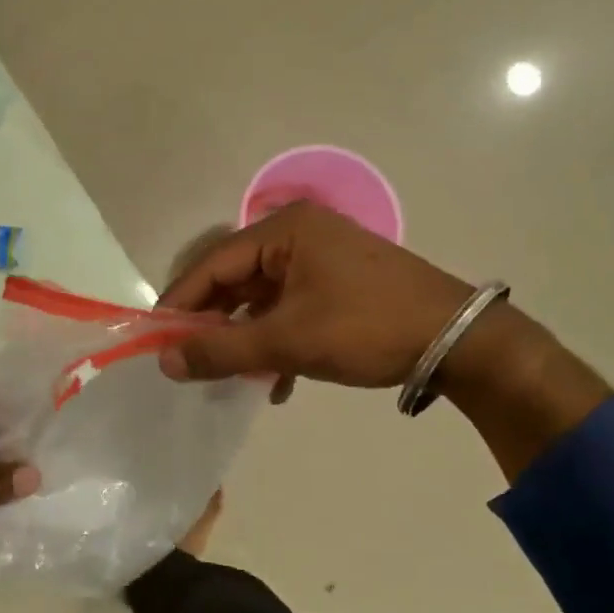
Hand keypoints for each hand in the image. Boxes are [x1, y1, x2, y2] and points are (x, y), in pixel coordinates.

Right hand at [157, 202, 478, 394]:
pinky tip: (274, 381)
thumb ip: (221, 351)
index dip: (179, 304)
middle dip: (212, 324)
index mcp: (283, 232)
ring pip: (260, 300)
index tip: (155, 340)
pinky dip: (275, 342)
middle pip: (234, 280)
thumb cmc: (366, 328)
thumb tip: (165, 362)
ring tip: (227, 376)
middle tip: (187, 361)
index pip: (211, 265)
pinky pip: (288, 309)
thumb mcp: (287, 341)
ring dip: (244, 339)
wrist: (458, 340)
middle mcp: (298, 236)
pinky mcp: (336, 284)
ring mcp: (320, 260)